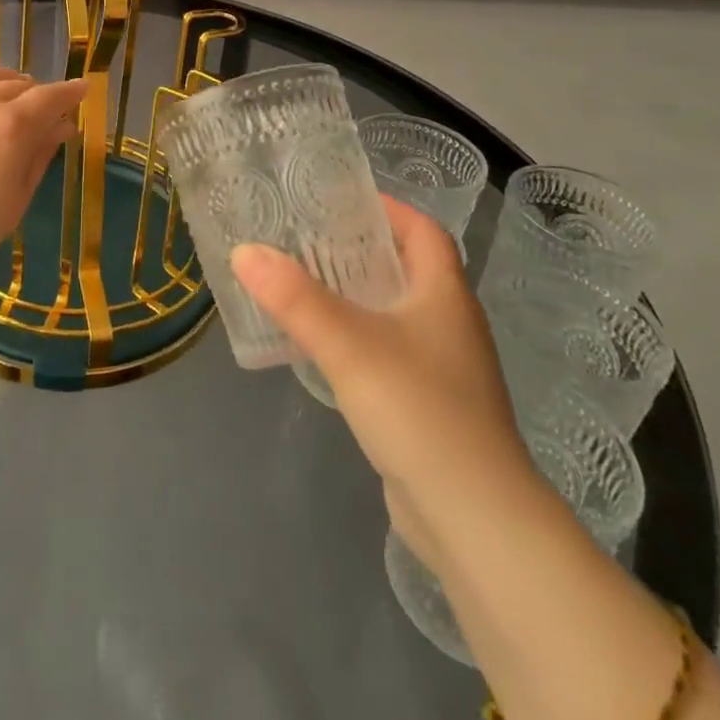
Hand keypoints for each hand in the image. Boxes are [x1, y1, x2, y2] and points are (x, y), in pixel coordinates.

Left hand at [0, 67, 87, 290]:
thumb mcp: (15, 199)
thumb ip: (39, 156)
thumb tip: (61, 127)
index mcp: (12, 125)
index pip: (50, 97)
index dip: (69, 92)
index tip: (82, 89)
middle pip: (16, 84)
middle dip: (36, 91)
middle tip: (44, 106)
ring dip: (3, 83)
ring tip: (9, 95)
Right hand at [230, 198, 541, 575]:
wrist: (475, 520)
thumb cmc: (420, 410)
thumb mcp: (348, 344)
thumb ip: (294, 297)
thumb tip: (244, 251)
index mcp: (444, 295)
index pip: (424, 231)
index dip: (388, 209)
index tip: (339, 199)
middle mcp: (450, 324)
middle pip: (407, 268)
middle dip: (360, 249)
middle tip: (306, 237)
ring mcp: (444, 369)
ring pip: (397, 313)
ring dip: (357, 295)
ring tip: (304, 284)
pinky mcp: (431, 406)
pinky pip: (391, 352)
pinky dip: (359, 338)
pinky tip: (323, 347)